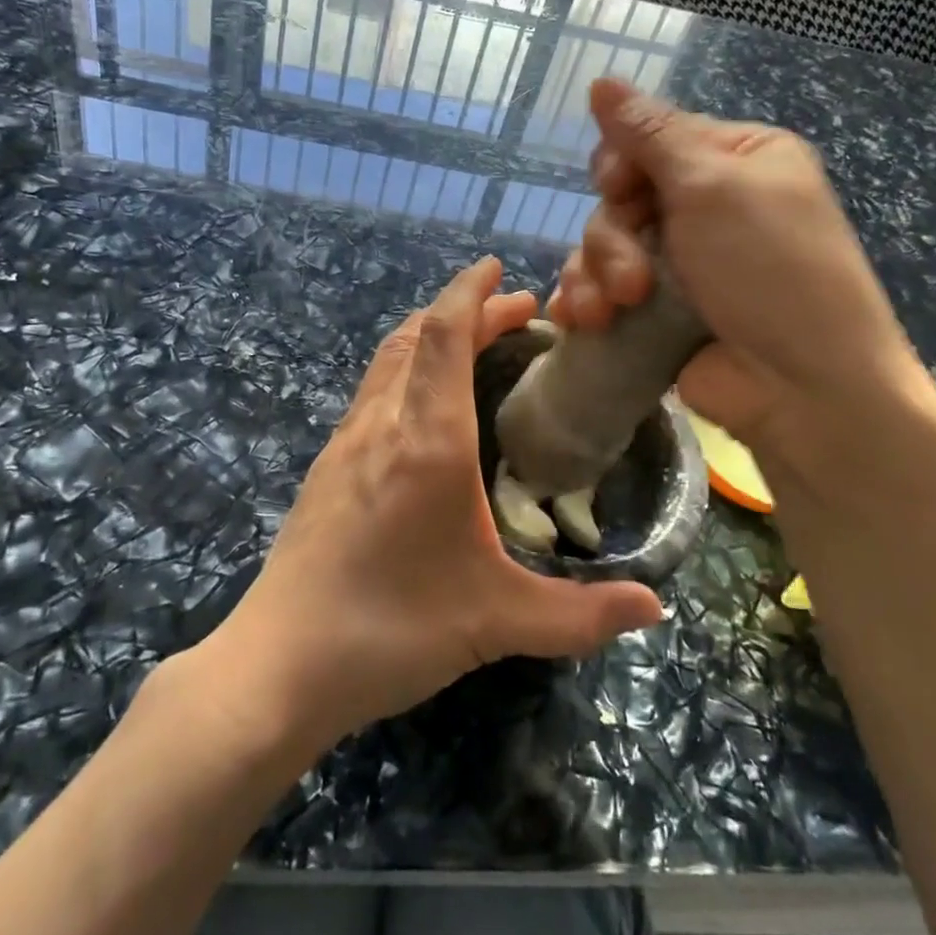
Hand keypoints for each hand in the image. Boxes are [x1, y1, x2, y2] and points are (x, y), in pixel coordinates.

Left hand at [211, 258, 662, 752]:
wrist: (279, 664)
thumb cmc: (392, 630)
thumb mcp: (498, 621)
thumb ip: (582, 615)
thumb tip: (656, 609)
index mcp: (427, 441)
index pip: (445, 334)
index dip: (471, 292)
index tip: (500, 270)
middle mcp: (383, 424)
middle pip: (418, 335)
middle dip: (465, 309)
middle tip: (514, 311)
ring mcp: (346, 442)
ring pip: (389, 358)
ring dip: (431, 334)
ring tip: (473, 341)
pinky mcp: (327, 467)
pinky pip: (373, 390)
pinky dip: (407, 368)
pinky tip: (424, 406)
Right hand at [549, 79, 934, 478]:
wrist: (801, 388)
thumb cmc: (771, 270)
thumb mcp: (714, 187)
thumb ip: (650, 134)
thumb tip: (600, 79)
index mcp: (734, 160)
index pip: (649, 140)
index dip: (620, 165)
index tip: (619, 190)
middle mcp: (705, 206)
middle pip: (619, 198)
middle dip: (613, 240)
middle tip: (634, 280)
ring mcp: (680, 263)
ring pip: (603, 248)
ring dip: (596, 277)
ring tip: (611, 313)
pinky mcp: (657, 311)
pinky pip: (602, 290)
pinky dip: (585, 302)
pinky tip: (577, 321)